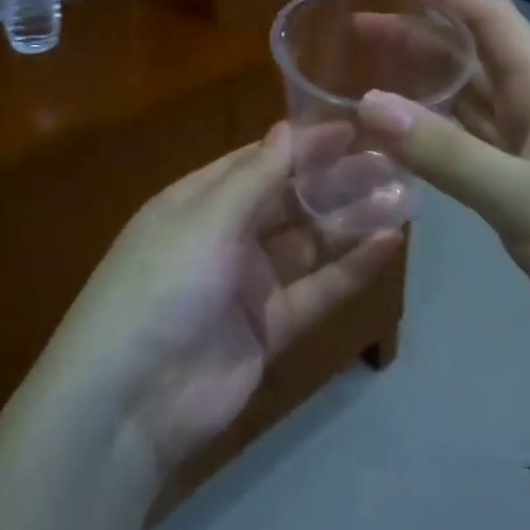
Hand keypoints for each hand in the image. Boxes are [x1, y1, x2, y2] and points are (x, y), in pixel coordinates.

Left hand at [53, 124, 402, 472]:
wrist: (131, 401)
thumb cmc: (163, 286)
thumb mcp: (206, 220)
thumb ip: (256, 177)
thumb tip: (289, 128)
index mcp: (197, 201)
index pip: (258, 161)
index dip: (303, 145)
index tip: (353, 129)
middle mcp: (223, 235)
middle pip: (287, 199)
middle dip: (332, 180)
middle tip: (388, 160)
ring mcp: (246, 283)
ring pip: (306, 243)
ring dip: (347, 221)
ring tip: (399, 195)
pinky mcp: (268, 328)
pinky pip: (316, 289)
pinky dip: (350, 269)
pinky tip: (388, 244)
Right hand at [355, 0, 529, 392]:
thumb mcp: (526, 200)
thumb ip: (446, 154)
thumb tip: (366, 102)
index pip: (492, 18)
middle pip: (474, 56)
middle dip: (420, 34)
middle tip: (360, 28)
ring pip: (472, 104)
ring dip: (425, 85)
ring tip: (370, 76)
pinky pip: (473, 151)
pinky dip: (437, 140)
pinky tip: (406, 144)